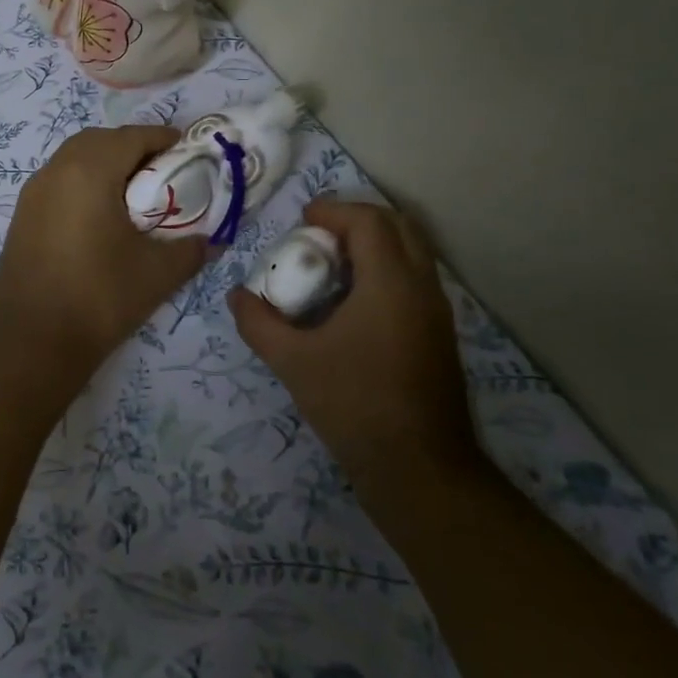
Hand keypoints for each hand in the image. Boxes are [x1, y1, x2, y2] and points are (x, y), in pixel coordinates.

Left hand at [0, 125, 207, 372]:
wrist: (30, 341)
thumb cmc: (99, 297)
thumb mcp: (157, 273)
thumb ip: (192, 249)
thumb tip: (213, 241)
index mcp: (89, 171)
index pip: (132, 137)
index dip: (164, 139)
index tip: (189, 152)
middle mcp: (56, 170)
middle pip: (100, 140)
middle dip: (133, 147)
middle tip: (162, 172)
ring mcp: (33, 192)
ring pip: (74, 159)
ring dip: (105, 164)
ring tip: (134, 194)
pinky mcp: (22, 216)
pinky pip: (59, 181)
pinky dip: (83, 183)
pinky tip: (101, 217)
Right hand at [230, 199, 476, 486]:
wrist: (418, 467)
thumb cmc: (353, 405)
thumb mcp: (293, 362)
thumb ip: (259, 323)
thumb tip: (237, 296)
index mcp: (390, 284)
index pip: (368, 221)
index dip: (334, 210)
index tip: (302, 219)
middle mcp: (422, 287)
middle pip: (398, 226)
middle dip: (357, 219)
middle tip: (318, 234)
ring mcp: (437, 311)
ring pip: (412, 252)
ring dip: (374, 244)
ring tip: (332, 263)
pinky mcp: (440, 333)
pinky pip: (415, 278)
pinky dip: (385, 268)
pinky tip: (353, 301)